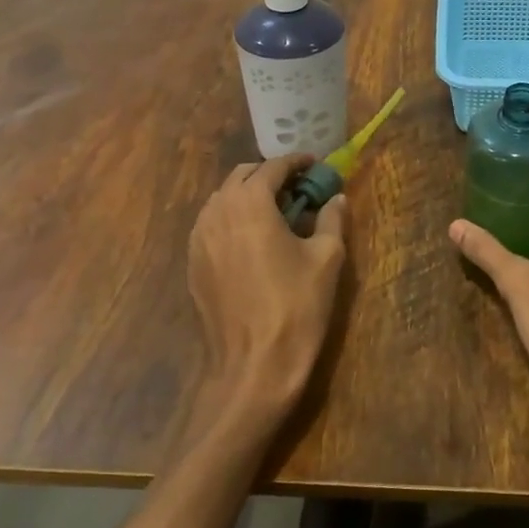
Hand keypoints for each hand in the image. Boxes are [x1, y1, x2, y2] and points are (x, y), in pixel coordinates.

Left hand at [186, 156, 347, 438]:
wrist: (253, 366)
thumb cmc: (297, 306)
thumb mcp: (327, 258)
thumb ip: (331, 219)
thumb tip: (335, 198)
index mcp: (250, 203)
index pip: (272, 167)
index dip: (296, 162)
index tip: (316, 165)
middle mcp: (217, 212)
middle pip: (242, 177)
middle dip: (270, 175)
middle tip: (299, 188)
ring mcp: (198, 239)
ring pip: (222, 199)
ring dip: (249, 195)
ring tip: (277, 212)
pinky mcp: (193, 264)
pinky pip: (212, 225)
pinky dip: (233, 219)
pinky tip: (254, 239)